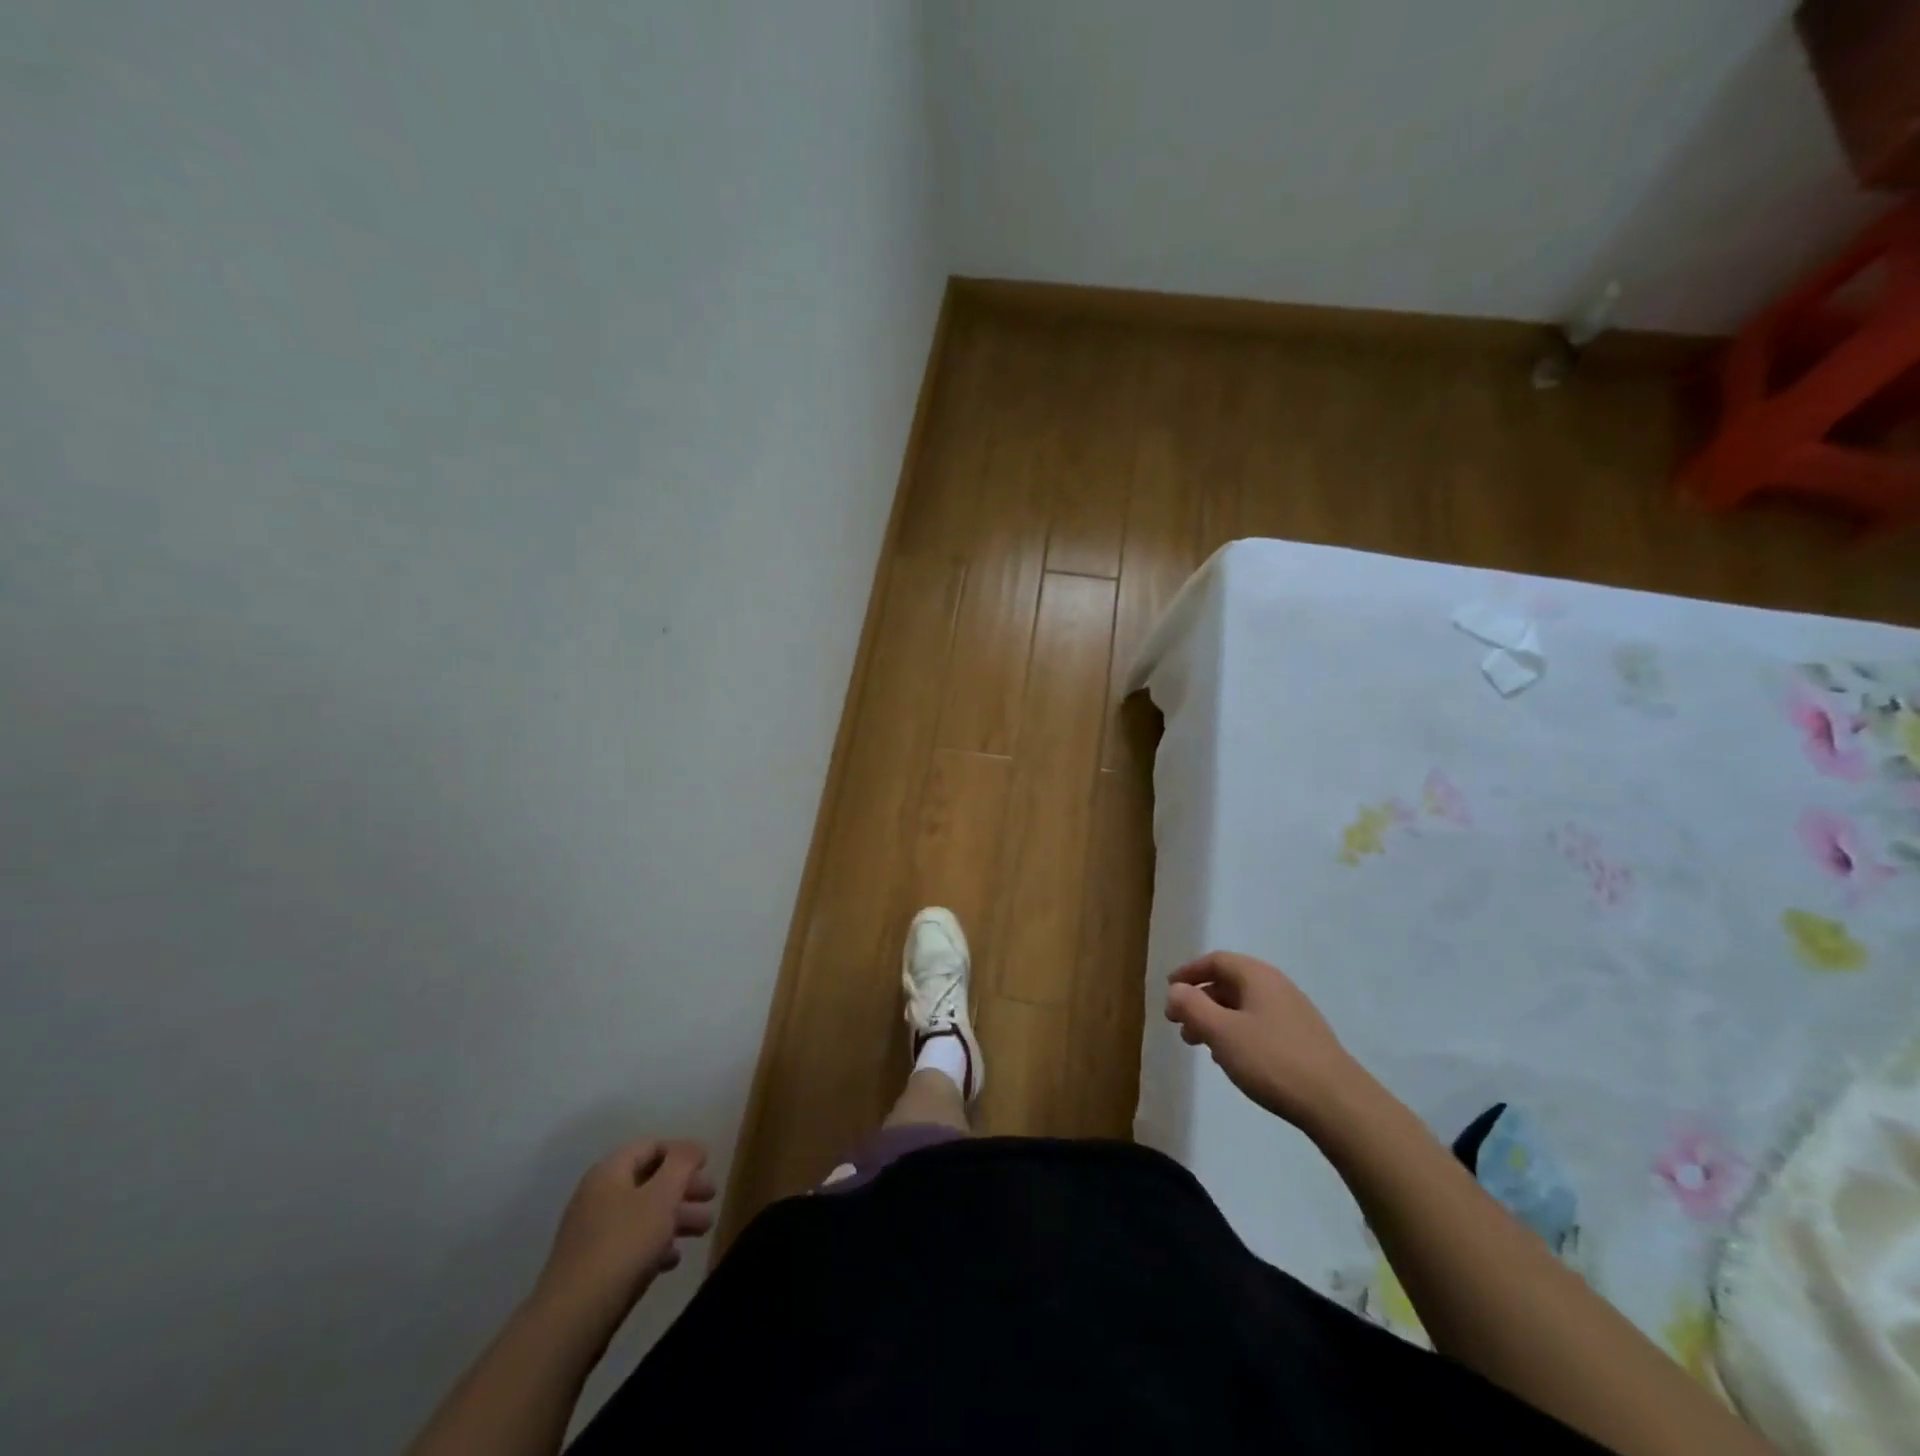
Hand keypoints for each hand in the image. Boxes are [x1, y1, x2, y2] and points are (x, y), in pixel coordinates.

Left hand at [532, 1139, 714, 1336]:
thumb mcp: (662, 1196)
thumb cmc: (623, 1245)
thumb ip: (682, 1163)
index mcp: (610, 1172)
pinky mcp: (592, 1266)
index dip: (682, 1152)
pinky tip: (673, 1259)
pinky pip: (630, 1243)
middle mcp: (597, 1196)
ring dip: (675, 1217)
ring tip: (704, 1230)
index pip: (651, 1146)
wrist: (572, 1319)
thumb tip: (693, 1147)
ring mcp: (592, 1233)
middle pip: (649, 1180)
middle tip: (712, 1198)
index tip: (708, 1165)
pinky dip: (655, 1244)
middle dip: (684, 1187)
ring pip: (643, 1213)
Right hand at [1165, 951, 1366, 1134]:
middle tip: (1179, 1025)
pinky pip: (1259, 1025)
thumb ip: (1192, 1006)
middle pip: (1229, 983)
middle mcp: (1277, 986)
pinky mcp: (1303, 1040)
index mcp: (1257, 976)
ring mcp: (1293, 1013)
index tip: (1168, 990)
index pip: (1216, 961)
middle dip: (1200, 1001)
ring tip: (1201, 1046)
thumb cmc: (1272, 1060)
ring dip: (1216, 1020)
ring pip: (1244, 1007)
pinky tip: (1232, 1059)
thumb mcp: (1221, 1032)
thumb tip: (1175, 990)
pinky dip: (1237, 1034)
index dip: (1189, 973)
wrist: (1337, 1103)